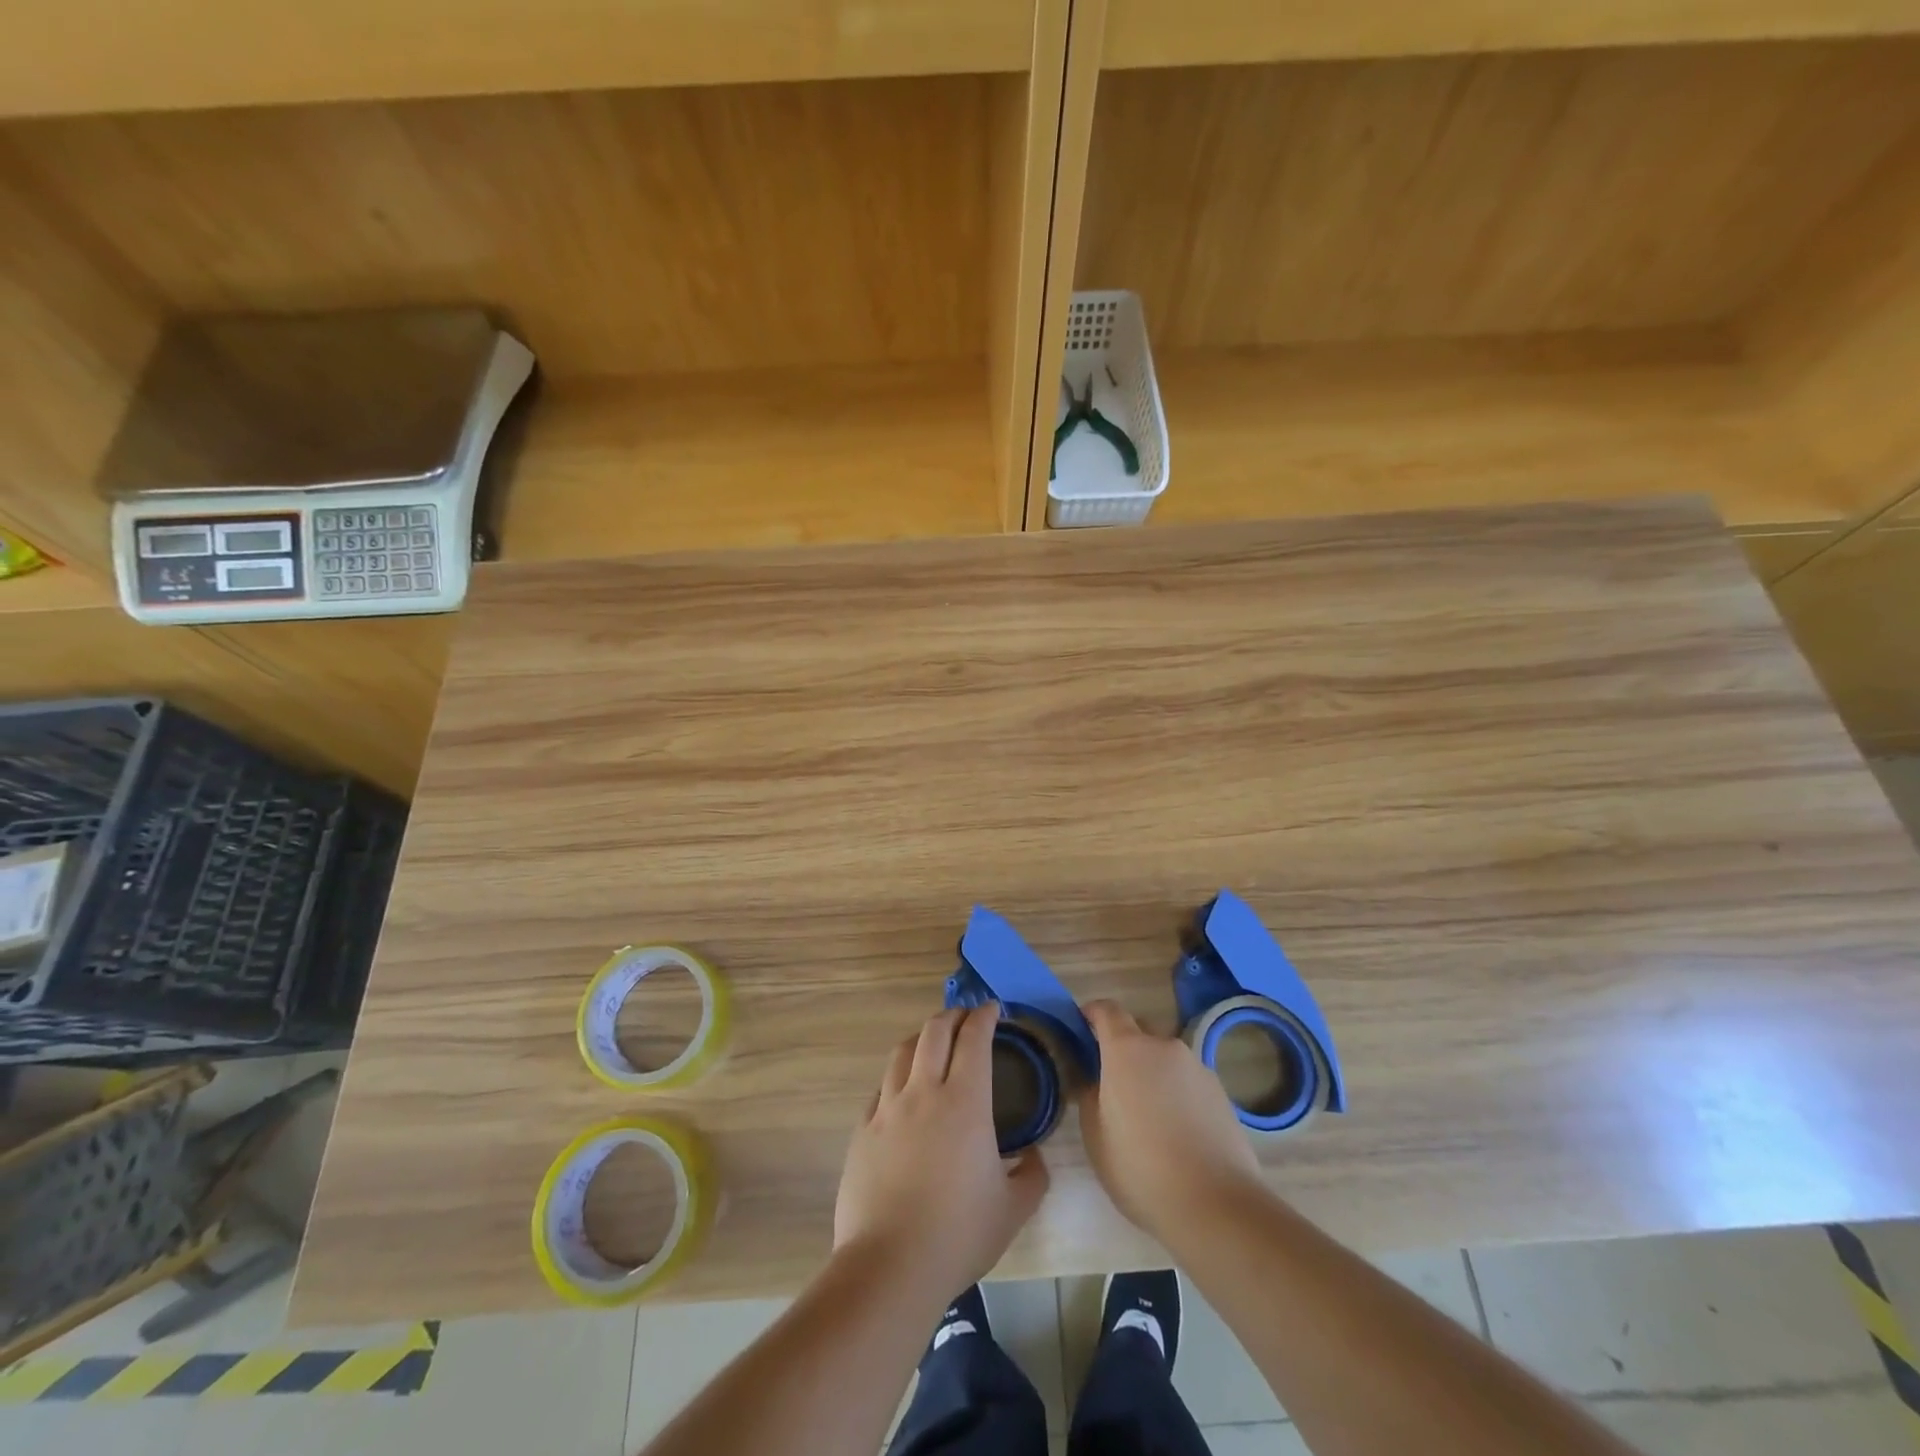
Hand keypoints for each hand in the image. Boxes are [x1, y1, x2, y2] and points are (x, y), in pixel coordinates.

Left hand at [834, 1004, 1048, 1303]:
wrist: (890, 1265)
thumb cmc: (958, 1234)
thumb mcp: (1013, 1209)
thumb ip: (1032, 1176)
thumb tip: (1032, 1157)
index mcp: (964, 1101)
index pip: (974, 1039)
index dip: (984, 1017)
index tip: (993, 1009)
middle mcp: (924, 1091)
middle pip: (934, 1031)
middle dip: (953, 1016)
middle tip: (966, 1019)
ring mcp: (887, 1108)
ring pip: (902, 1051)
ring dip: (921, 1038)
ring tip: (932, 1044)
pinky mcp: (863, 1129)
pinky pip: (882, 1087)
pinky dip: (898, 1076)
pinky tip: (903, 1092)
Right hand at [1079, 999, 1263, 1241]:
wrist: (1216, 1205)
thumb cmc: (1141, 1168)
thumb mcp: (1095, 1136)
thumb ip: (1090, 1096)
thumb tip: (1096, 1080)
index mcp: (1127, 1050)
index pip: (1107, 1010)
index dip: (1092, 1013)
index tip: (1082, 1027)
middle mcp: (1164, 1047)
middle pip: (1139, 1030)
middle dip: (1124, 1046)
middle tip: (1113, 1081)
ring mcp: (1197, 1067)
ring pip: (1166, 1058)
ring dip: (1153, 1072)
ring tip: (1149, 1113)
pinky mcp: (1221, 1092)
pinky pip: (1188, 1080)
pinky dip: (1177, 1092)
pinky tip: (1177, 1130)